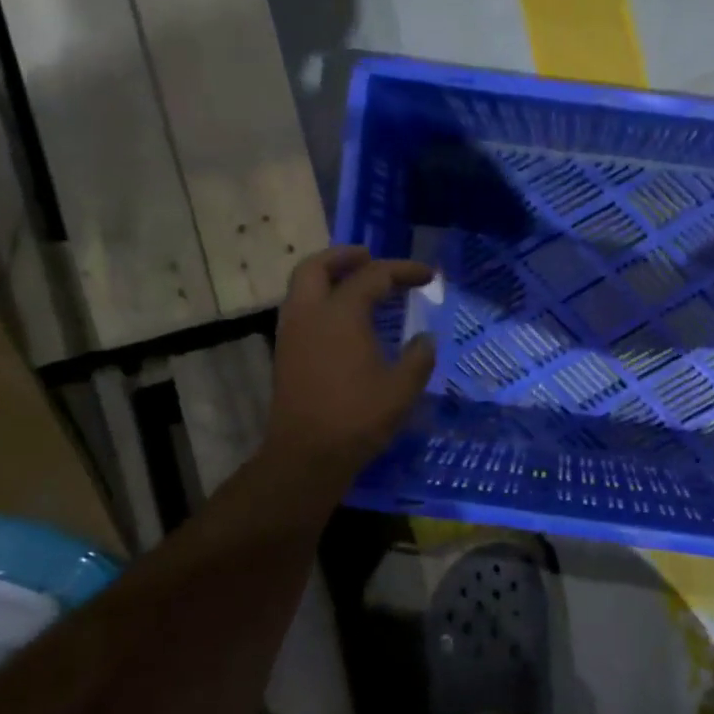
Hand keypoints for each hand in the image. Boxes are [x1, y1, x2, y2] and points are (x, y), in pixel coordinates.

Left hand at [264, 246, 436, 485]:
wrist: (306, 456)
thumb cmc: (357, 418)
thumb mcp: (401, 389)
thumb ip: (418, 358)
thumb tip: (425, 339)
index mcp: (340, 314)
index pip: (373, 276)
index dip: (403, 271)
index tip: (429, 276)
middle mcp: (309, 314)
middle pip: (317, 266)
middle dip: (344, 256)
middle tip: (370, 257)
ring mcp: (291, 333)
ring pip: (301, 286)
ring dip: (328, 276)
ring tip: (356, 284)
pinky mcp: (285, 354)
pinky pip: (300, 309)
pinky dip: (320, 299)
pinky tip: (342, 319)